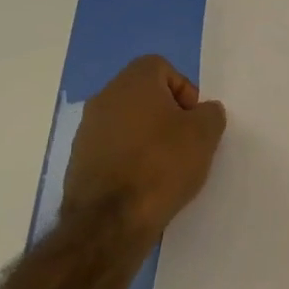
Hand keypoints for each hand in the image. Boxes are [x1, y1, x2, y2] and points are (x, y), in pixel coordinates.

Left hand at [61, 56, 227, 240]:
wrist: (110, 221)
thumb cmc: (163, 164)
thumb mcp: (206, 133)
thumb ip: (210, 113)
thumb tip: (201, 113)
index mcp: (133, 83)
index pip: (161, 67)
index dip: (183, 88)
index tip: (193, 118)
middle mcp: (104, 99)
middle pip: (143, 94)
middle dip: (167, 113)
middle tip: (185, 141)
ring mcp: (86, 131)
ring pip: (127, 122)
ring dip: (147, 136)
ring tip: (166, 166)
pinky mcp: (78, 162)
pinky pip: (113, 148)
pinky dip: (130, 158)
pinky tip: (144, 183)